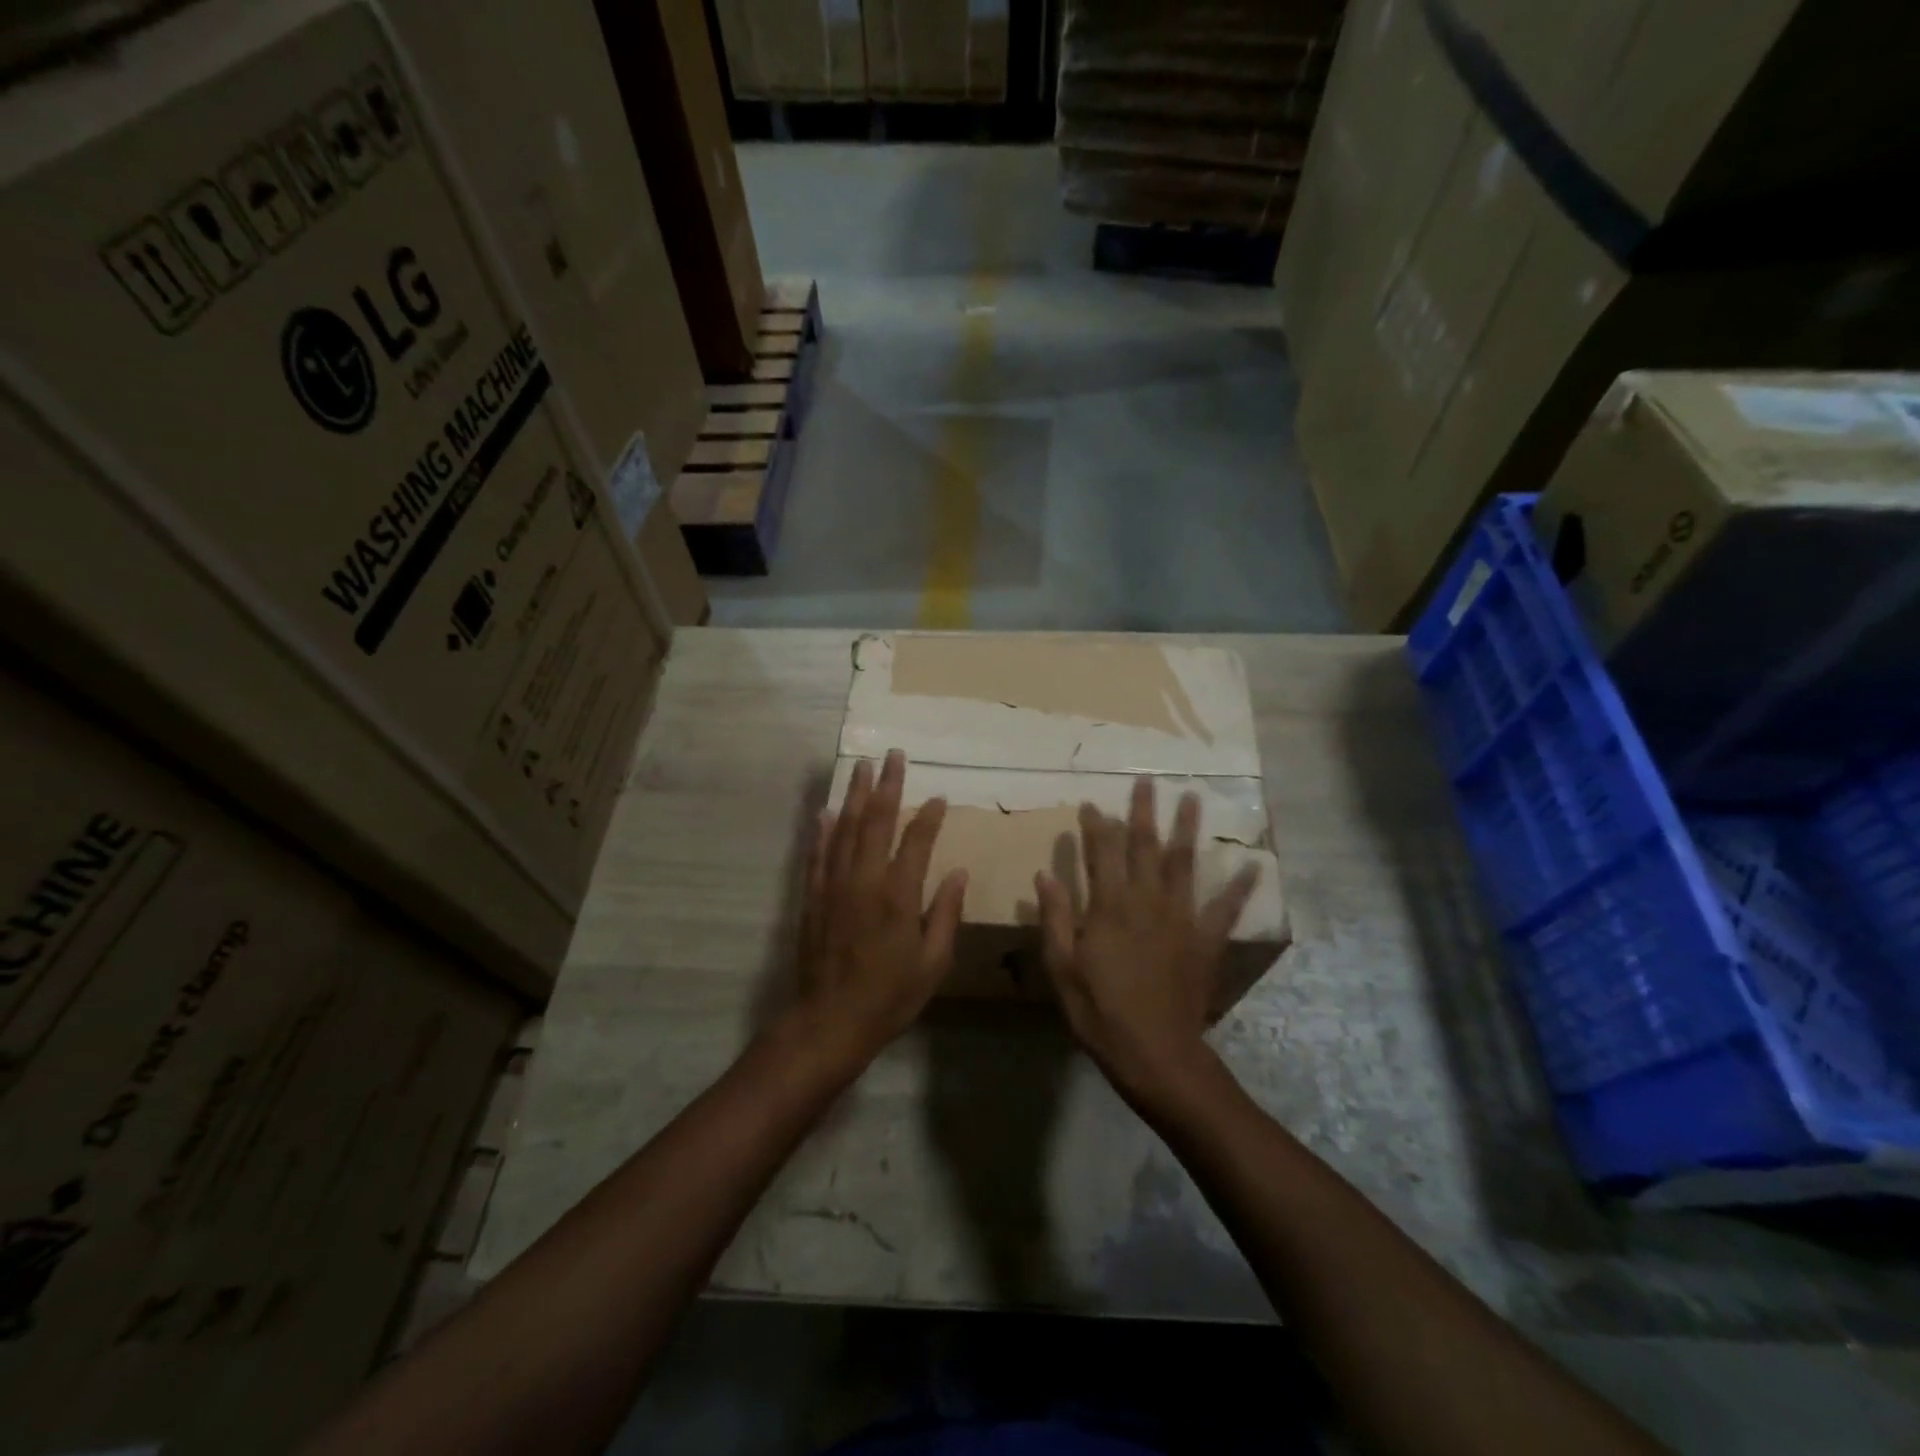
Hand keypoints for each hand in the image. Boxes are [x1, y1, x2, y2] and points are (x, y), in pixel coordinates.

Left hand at [795, 750, 967, 1066]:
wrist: (829, 1022)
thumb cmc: (889, 996)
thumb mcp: (933, 963)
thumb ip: (946, 914)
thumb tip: (957, 872)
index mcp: (899, 896)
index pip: (916, 842)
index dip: (928, 816)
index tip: (938, 796)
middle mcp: (864, 881)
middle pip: (875, 821)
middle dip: (886, 785)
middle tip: (892, 755)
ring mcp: (834, 886)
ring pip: (844, 829)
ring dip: (853, 796)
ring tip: (860, 767)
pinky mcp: (812, 897)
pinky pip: (817, 854)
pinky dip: (822, 831)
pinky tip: (825, 812)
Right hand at [1034, 777, 1258, 1106]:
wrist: (1155, 1053)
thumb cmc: (1099, 1011)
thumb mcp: (1062, 967)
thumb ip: (1056, 917)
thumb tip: (1044, 874)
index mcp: (1109, 906)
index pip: (1100, 853)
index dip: (1095, 825)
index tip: (1091, 803)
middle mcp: (1147, 901)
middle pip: (1144, 846)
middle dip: (1143, 811)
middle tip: (1146, 780)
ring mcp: (1181, 918)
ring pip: (1184, 863)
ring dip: (1187, 829)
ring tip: (1193, 798)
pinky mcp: (1206, 940)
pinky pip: (1226, 908)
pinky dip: (1240, 886)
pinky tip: (1253, 865)